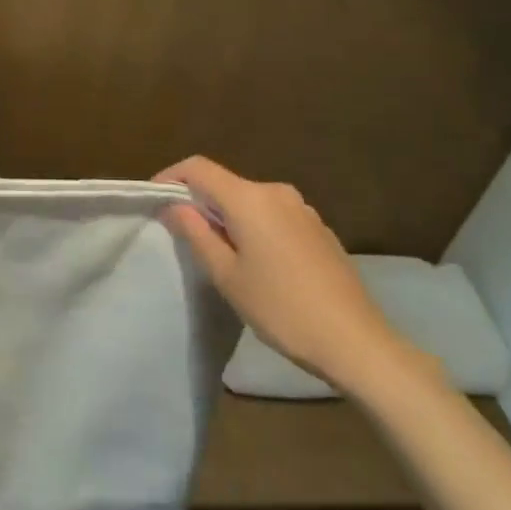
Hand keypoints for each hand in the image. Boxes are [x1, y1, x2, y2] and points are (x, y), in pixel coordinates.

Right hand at [156, 156, 421, 394]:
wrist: (356, 342)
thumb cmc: (281, 308)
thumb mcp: (226, 275)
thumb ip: (196, 233)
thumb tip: (175, 206)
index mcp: (250, 199)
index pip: (199, 168)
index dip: (171, 177)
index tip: (154, 200)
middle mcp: (277, 193)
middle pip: (225, 183)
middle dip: (199, 201)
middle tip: (181, 233)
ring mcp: (303, 210)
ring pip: (250, 201)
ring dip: (227, 216)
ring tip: (217, 252)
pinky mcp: (319, 229)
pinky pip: (273, 215)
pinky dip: (253, 227)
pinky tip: (256, 262)